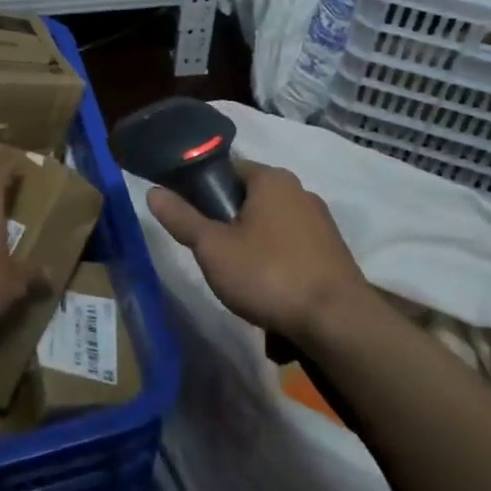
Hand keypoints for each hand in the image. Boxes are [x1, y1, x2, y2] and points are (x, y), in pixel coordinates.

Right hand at [147, 160, 367, 344]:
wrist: (337, 322)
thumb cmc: (268, 274)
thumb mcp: (212, 248)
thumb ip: (182, 218)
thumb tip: (152, 191)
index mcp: (271, 178)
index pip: (227, 169)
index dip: (203, 189)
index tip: (190, 217)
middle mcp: (300, 190)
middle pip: (250, 197)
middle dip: (229, 221)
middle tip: (211, 252)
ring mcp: (321, 221)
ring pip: (271, 224)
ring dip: (253, 243)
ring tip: (239, 277)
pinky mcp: (333, 251)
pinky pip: (293, 246)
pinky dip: (277, 260)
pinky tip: (270, 288)